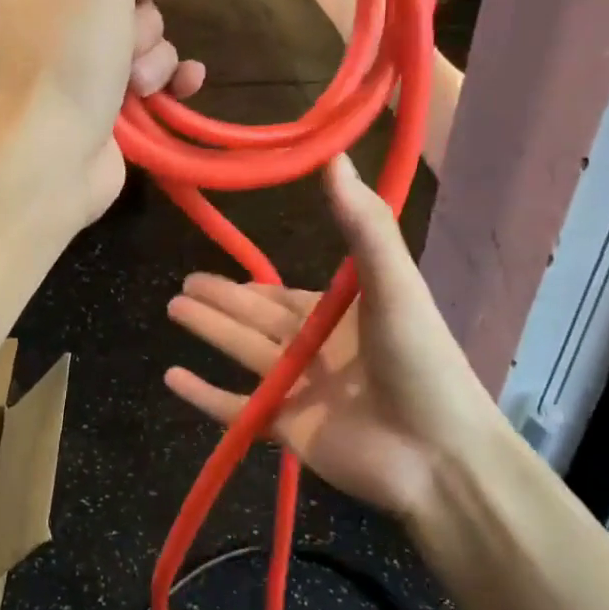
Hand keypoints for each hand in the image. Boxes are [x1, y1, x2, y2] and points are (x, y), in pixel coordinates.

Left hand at [0, 0, 206, 223]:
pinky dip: (170, 81)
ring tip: (136, 84)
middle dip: (139, 21)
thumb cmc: (65, 62)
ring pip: (143, 41)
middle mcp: (47, 29)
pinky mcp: (104, 112)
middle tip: (124, 44)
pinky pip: (151, 80)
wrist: (51, 162)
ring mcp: (76, 74)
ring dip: (153, 57)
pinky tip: (186, 85)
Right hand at [164, 156, 508, 523]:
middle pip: (253, 321)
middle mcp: (315, 350)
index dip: (247, 284)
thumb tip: (334, 156)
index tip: (214, 265)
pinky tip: (171, 377)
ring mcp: (298, 391)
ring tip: (172, 310)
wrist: (438, 453)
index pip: (281, 296)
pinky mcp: (286, 429)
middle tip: (180, 287)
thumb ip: (362, 224)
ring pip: (241, 355)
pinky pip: (235, 409)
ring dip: (208, 332)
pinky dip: (204, 396)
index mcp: (339, 316)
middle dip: (218, 302)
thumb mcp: (393, 283)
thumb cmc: (419, 360)